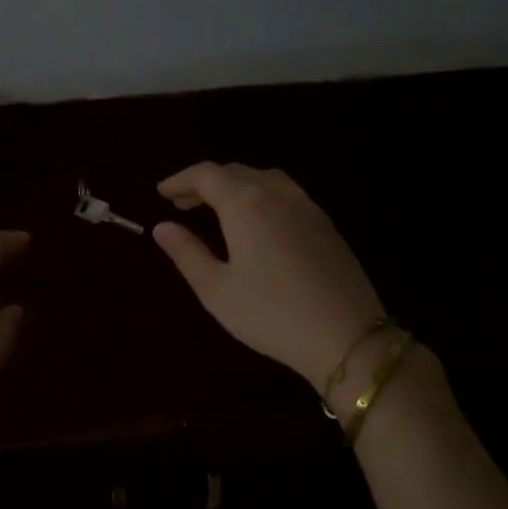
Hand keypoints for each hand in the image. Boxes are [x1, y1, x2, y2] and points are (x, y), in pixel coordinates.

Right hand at [152, 162, 384, 397]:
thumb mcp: (216, 289)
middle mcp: (277, 194)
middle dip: (205, 183)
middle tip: (182, 203)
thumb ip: (186, 252)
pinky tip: (256, 222)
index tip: (161, 192)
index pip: (207, 175)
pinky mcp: (326, 225)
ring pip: (264, 179)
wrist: (346, 335)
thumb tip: (162, 227)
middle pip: (236, 173)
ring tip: (217, 208)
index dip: (181, 180)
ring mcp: (307, 207)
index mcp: (245, 204)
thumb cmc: (269, 314)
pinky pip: (285, 194)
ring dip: (234, 186)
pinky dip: (259, 196)